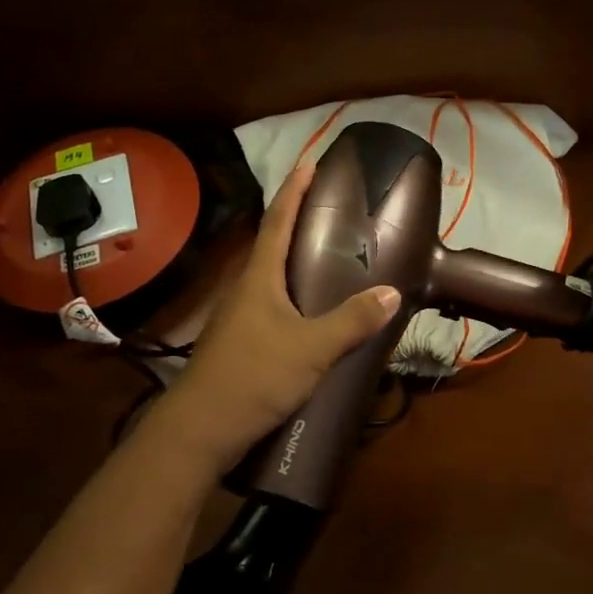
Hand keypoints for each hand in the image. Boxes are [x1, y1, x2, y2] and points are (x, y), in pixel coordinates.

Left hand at [166, 163, 400, 470]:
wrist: (200, 430)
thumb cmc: (254, 377)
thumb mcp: (312, 349)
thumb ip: (352, 321)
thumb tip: (392, 293)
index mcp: (259, 278)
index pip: (277, 221)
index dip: (294, 190)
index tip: (309, 163)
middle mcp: (245, 290)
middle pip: (272, 245)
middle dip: (297, 222)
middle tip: (331, 211)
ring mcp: (239, 318)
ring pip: (271, 278)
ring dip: (294, 260)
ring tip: (328, 257)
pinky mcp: (240, 343)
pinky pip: (271, 305)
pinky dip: (293, 295)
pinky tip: (311, 313)